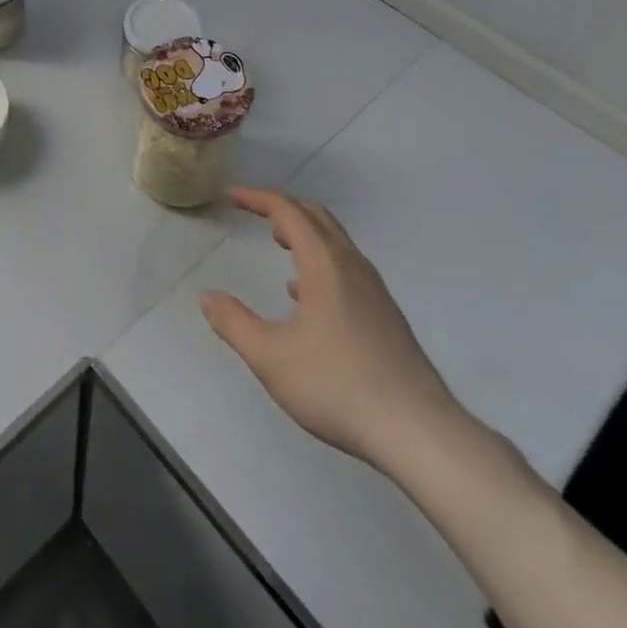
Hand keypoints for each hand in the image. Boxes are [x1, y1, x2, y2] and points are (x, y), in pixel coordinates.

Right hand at [200, 186, 467, 473]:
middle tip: (253, 212)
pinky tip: (307, 297)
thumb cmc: (338, 386)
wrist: (419, 432)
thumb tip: (207, 297)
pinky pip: (348, 268)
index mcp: (325, 264)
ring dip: (304, 233)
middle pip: (317, 217)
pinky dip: (321, 261)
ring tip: (279, 245)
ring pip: (336, 242)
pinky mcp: (386, 316)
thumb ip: (234, 323)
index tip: (231, 195)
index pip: (288, 211)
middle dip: (282, 208)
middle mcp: (352, 266)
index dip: (256, 197)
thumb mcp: (270, 357)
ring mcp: (375, 291)